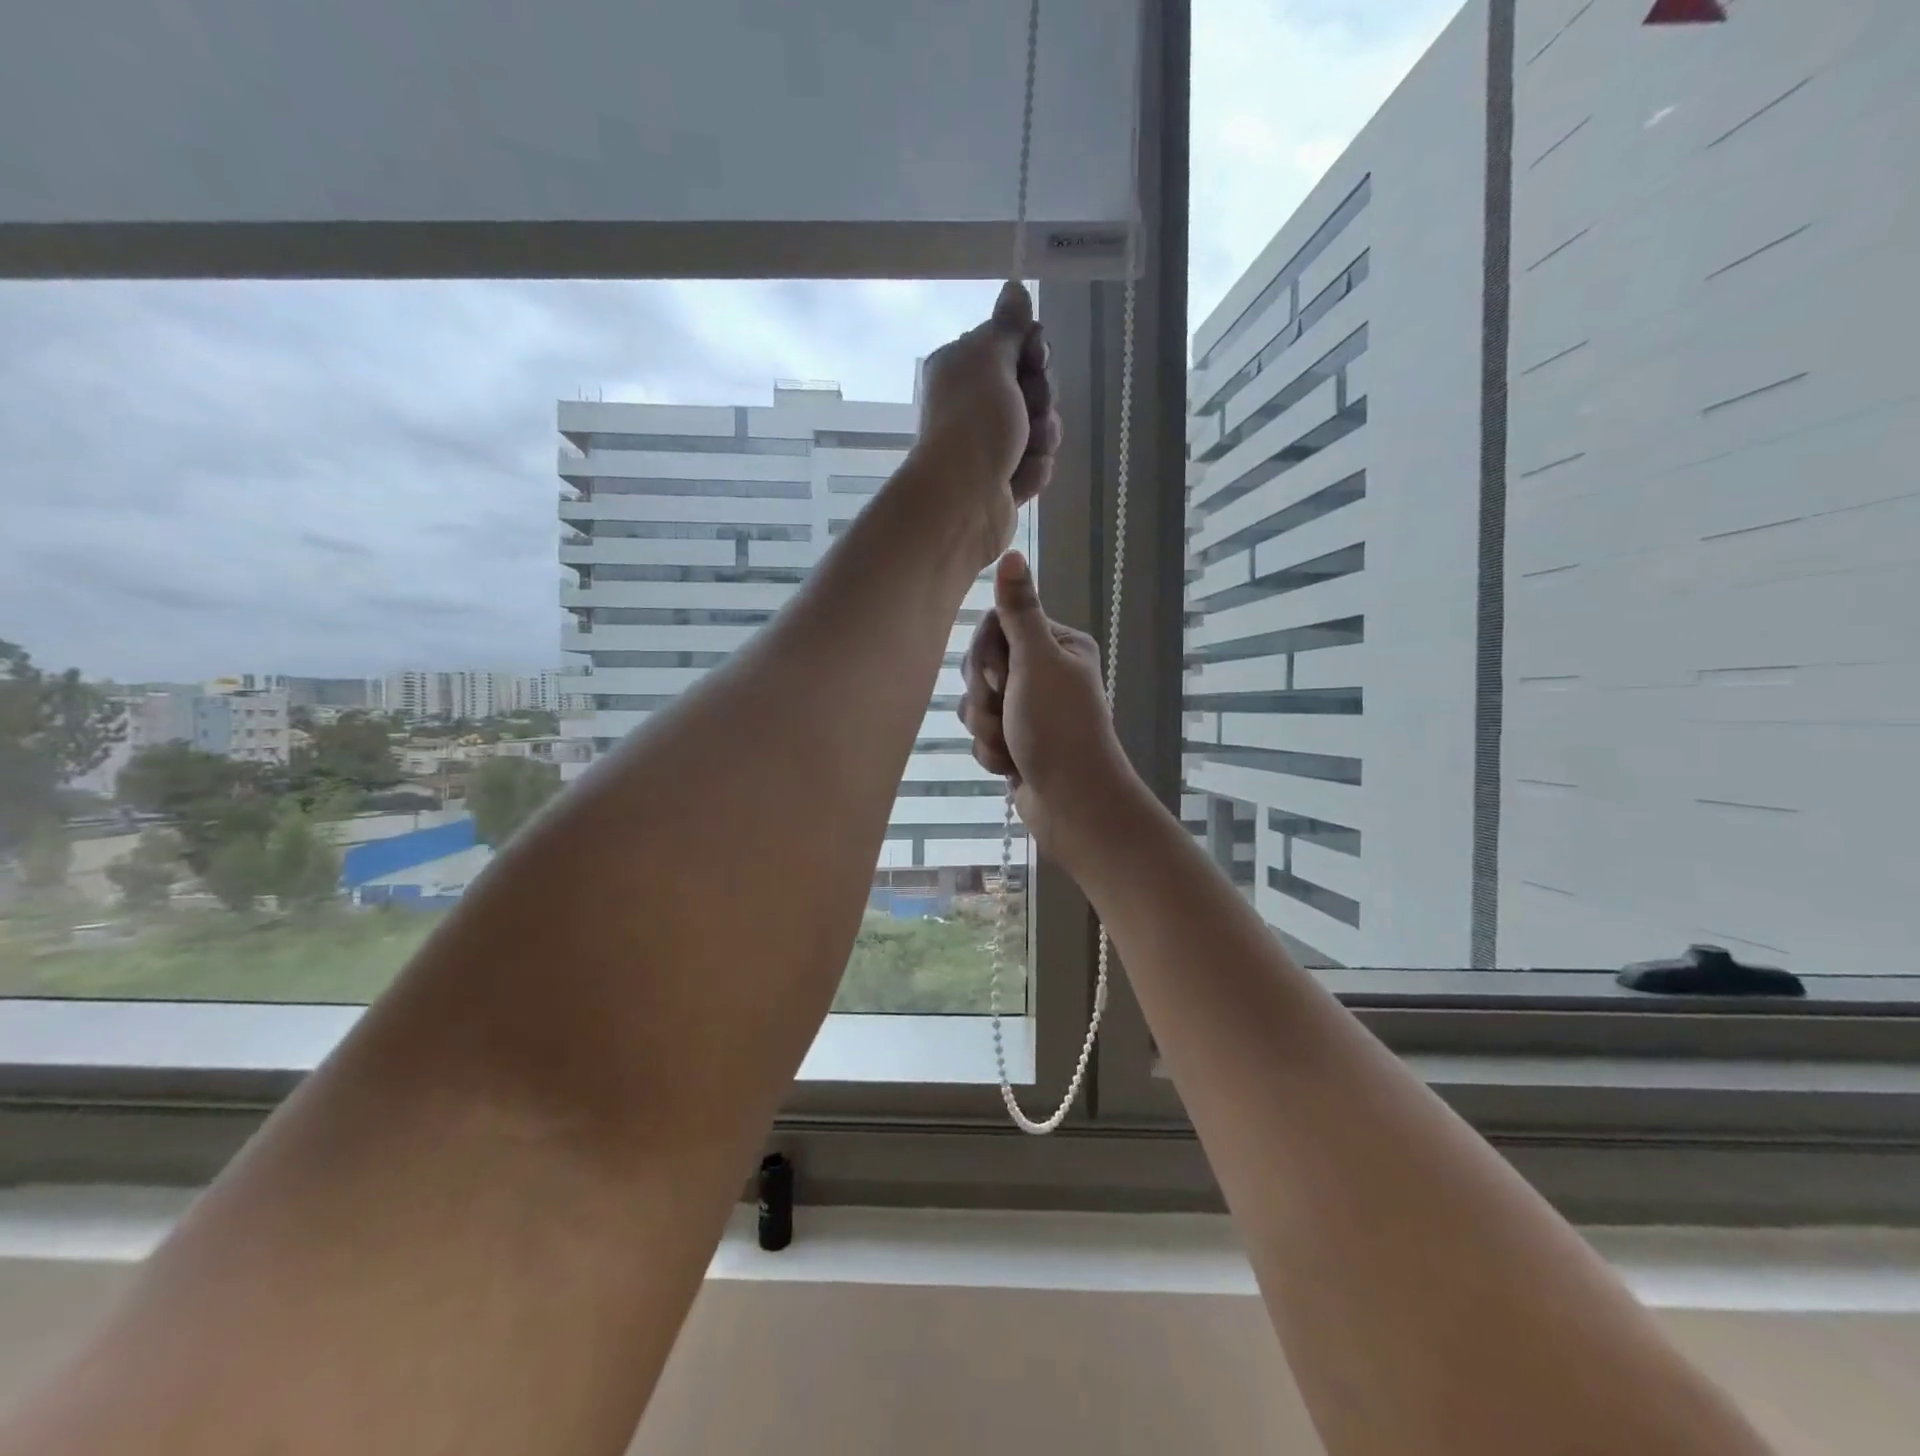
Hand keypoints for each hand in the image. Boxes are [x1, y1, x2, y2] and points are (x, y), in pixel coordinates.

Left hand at [911, 281, 1060, 567]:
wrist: (963, 501)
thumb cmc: (974, 424)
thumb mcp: (990, 360)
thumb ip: (1008, 327)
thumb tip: (1014, 288)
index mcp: (964, 368)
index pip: (1014, 344)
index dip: (1033, 351)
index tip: (1036, 359)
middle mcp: (974, 403)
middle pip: (1034, 387)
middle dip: (1041, 399)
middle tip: (1029, 411)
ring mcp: (990, 445)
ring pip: (1041, 429)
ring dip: (1042, 438)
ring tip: (1023, 452)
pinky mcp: (1003, 480)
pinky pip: (1036, 465)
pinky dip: (1032, 472)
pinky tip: (1016, 481)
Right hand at [957, 551, 1133, 853]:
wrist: (1072, 803)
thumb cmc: (1059, 727)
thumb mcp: (1037, 662)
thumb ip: (1019, 610)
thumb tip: (1011, 553)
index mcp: (1057, 645)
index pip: (995, 625)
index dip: (986, 654)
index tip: (999, 675)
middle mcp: (1043, 672)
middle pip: (979, 665)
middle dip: (984, 697)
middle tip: (1006, 711)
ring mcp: (1027, 709)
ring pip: (974, 704)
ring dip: (986, 728)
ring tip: (1011, 745)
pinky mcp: (1015, 740)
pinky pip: (981, 733)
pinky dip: (992, 751)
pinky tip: (1011, 765)